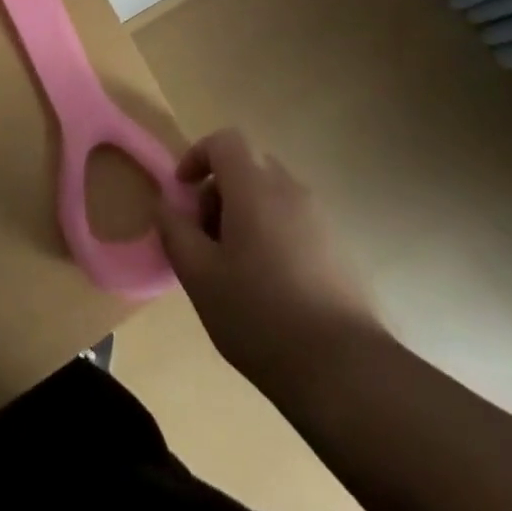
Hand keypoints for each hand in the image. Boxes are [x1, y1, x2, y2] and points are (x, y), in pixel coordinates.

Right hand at [157, 128, 380, 392]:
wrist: (345, 369)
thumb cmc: (260, 316)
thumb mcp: (200, 277)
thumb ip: (176, 232)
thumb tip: (167, 204)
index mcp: (255, 186)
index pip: (224, 140)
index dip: (197, 156)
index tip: (183, 192)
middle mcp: (290, 189)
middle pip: (248, 166)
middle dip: (220, 191)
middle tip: (205, 237)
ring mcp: (320, 218)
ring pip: (272, 196)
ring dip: (246, 215)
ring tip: (235, 268)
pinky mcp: (340, 248)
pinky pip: (295, 222)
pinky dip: (273, 234)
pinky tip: (271, 287)